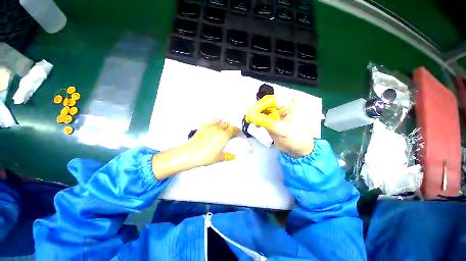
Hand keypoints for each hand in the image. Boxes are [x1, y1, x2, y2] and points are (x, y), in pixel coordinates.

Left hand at [184, 119, 239, 166]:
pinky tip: (214, 128)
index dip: (237, 132)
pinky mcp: (203, 126)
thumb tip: (234, 156)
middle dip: (231, 128)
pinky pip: (212, 121)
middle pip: (228, 125)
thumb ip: (229, 156)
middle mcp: (219, 128)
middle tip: (231, 134)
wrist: (190, 153)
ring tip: (223, 130)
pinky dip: (215, 123)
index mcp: (224, 135)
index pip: (234, 130)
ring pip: (220, 121)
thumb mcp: (219, 158)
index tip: (238, 135)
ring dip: (224, 124)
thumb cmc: (206, 156)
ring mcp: (211, 126)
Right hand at [246, 95, 314, 156]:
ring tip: (251, 120)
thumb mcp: (282, 130)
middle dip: (256, 109)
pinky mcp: (271, 120)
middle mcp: (281, 106)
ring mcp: (275, 113)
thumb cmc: (295, 139)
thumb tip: (251, 116)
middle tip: (249, 116)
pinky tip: (256, 123)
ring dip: (255, 114)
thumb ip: (266, 122)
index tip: (252, 112)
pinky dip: (257, 119)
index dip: (261, 105)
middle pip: (265, 103)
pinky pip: (261, 116)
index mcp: (288, 105)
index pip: (272, 100)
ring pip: (262, 109)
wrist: (298, 150)